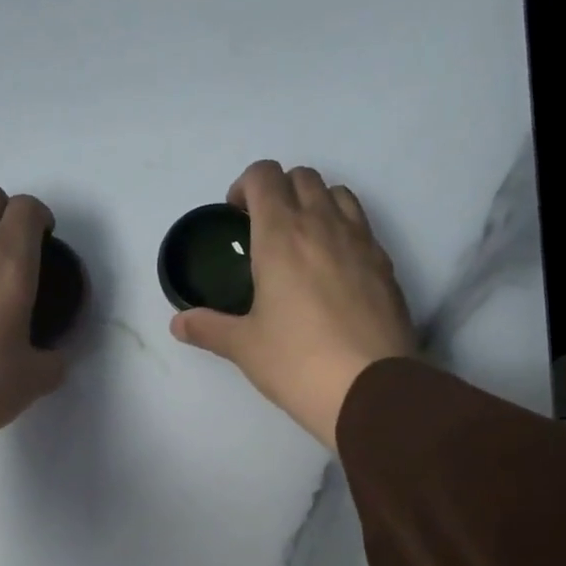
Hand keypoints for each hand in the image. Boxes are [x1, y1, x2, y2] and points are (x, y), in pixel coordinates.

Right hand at [171, 161, 416, 449]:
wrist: (370, 389)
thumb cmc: (297, 362)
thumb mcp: (244, 347)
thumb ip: (209, 327)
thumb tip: (178, 322)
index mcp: (281, 235)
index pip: (264, 176)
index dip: (245, 186)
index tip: (236, 215)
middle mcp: (323, 225)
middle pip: (303, 177)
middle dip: (280, 190)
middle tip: (266, 229)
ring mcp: (361, 242)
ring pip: (339, 194)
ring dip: (317, 203)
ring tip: (303, 243)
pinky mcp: (386, 265)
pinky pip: (362, 227)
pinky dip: (344, 231)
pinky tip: (334, 272)